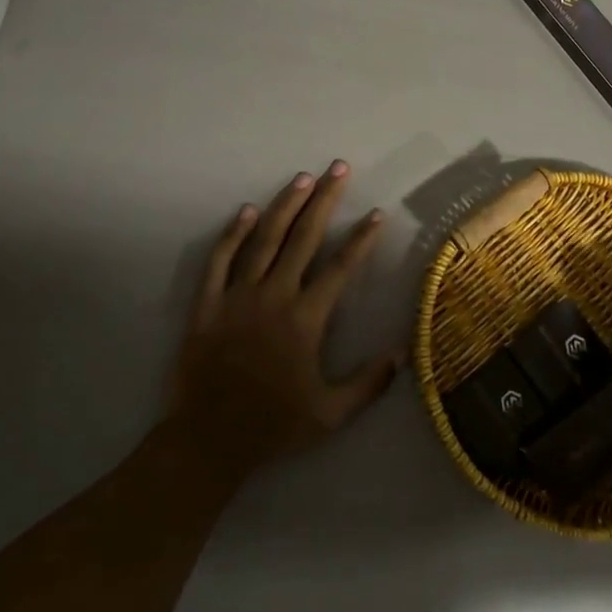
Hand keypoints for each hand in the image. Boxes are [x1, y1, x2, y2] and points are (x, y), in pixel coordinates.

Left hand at [166, 161, 400, 479]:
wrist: (207, 443)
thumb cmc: (272, 427)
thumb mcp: (330, 415)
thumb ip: (369, 383)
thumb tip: (404, 352)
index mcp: (305, 319)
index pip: (340, 267)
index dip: (361, 238)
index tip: (377, 213)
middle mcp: (274, 296)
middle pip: (303, 238)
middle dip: (324, 199)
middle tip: (338, 168)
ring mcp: (237, 297)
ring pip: (264, 239)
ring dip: (285, 206)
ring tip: (302, 178)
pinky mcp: (207, 304)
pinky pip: (219, 261)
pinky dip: (232, 233)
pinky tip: (245, 210)